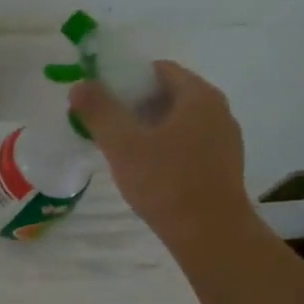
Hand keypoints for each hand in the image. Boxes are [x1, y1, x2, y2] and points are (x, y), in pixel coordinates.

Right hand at [69, 61, 254, 245]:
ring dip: (147, 128)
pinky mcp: (222, 165)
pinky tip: (145, 170)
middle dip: (133, 105)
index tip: (100, 98)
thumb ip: (99, 111)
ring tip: (119, 150)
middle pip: (168, 94)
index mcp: (198, 96)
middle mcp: (218, 110)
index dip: (126, 79)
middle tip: (104, 125)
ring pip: (177, 121)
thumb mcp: (123, 144)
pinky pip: (187, 143)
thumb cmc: (166, 182)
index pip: (159, 70)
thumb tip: (80, 85)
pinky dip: (164, 147)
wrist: (210, 233)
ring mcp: (224, 139)